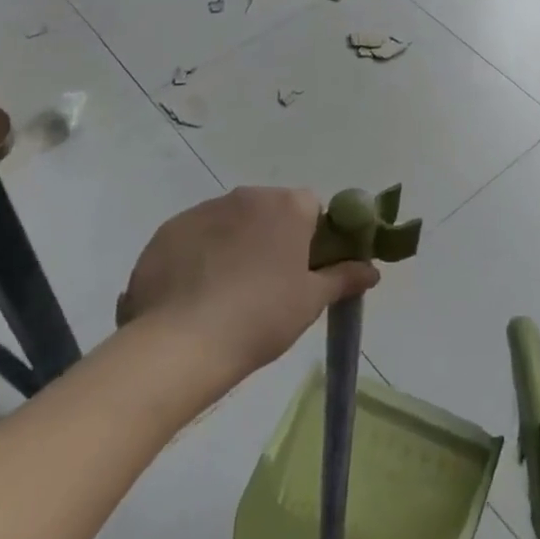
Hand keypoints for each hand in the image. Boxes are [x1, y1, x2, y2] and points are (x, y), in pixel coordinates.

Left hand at [116, 187, 378, 378]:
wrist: (181, 343)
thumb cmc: (261, 317)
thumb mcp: (311, 301)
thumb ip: (344, 278)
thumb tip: (372, 270)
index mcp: (288, 205)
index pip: (311, 208)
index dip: (311, 237)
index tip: (305, 270)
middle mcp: (247, 195)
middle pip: (269, 211)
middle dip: (271, 238)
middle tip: (268, 285)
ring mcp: (203, 210)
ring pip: (229, 222)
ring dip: (234, 245)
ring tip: (225, 295)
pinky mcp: (167, 231)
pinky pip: (193, 237)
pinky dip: (198, 256)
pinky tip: (193, 295)